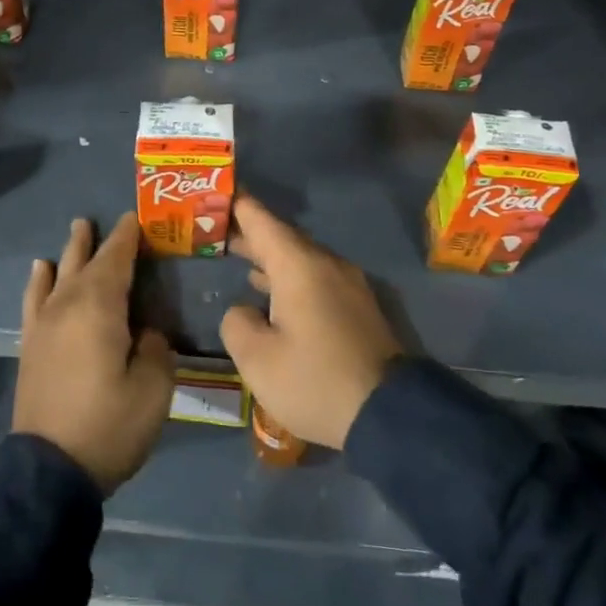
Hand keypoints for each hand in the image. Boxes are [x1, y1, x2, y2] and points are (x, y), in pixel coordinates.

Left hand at [14, 215, 174, 493]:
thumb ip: (154, 348)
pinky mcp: (30, 346)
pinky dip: (39, 281)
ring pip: (58, 275)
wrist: (50, 469)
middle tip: (107, 220)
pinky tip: (41, 271)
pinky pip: (34, 300)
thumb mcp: (154, 388)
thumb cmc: (109, 425)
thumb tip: (144, 332)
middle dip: (98, 240)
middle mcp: (67, 305)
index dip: (128, 237)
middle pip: (85, 262)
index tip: (137, 217)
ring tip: (77, 230)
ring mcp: (44, 325)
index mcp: (100, 307)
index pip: (116, 259)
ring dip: (70, 252)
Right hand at [219, 193, 402, 449]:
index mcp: (299, 266)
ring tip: (238, 256)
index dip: (238, 204)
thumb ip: (237, 323)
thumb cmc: (314, 381)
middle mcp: (326, 265)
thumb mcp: (257, 359)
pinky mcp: (358, 308)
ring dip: (270, 257)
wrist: (389, 414)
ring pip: (300, 259)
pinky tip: (272, 293)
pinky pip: (315, 278)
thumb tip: (244, 311)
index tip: (218, 191)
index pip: (262, 221)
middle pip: (282, 237)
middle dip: (250, 232)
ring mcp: (347, 285)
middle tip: (216, 228)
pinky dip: (289, 277)